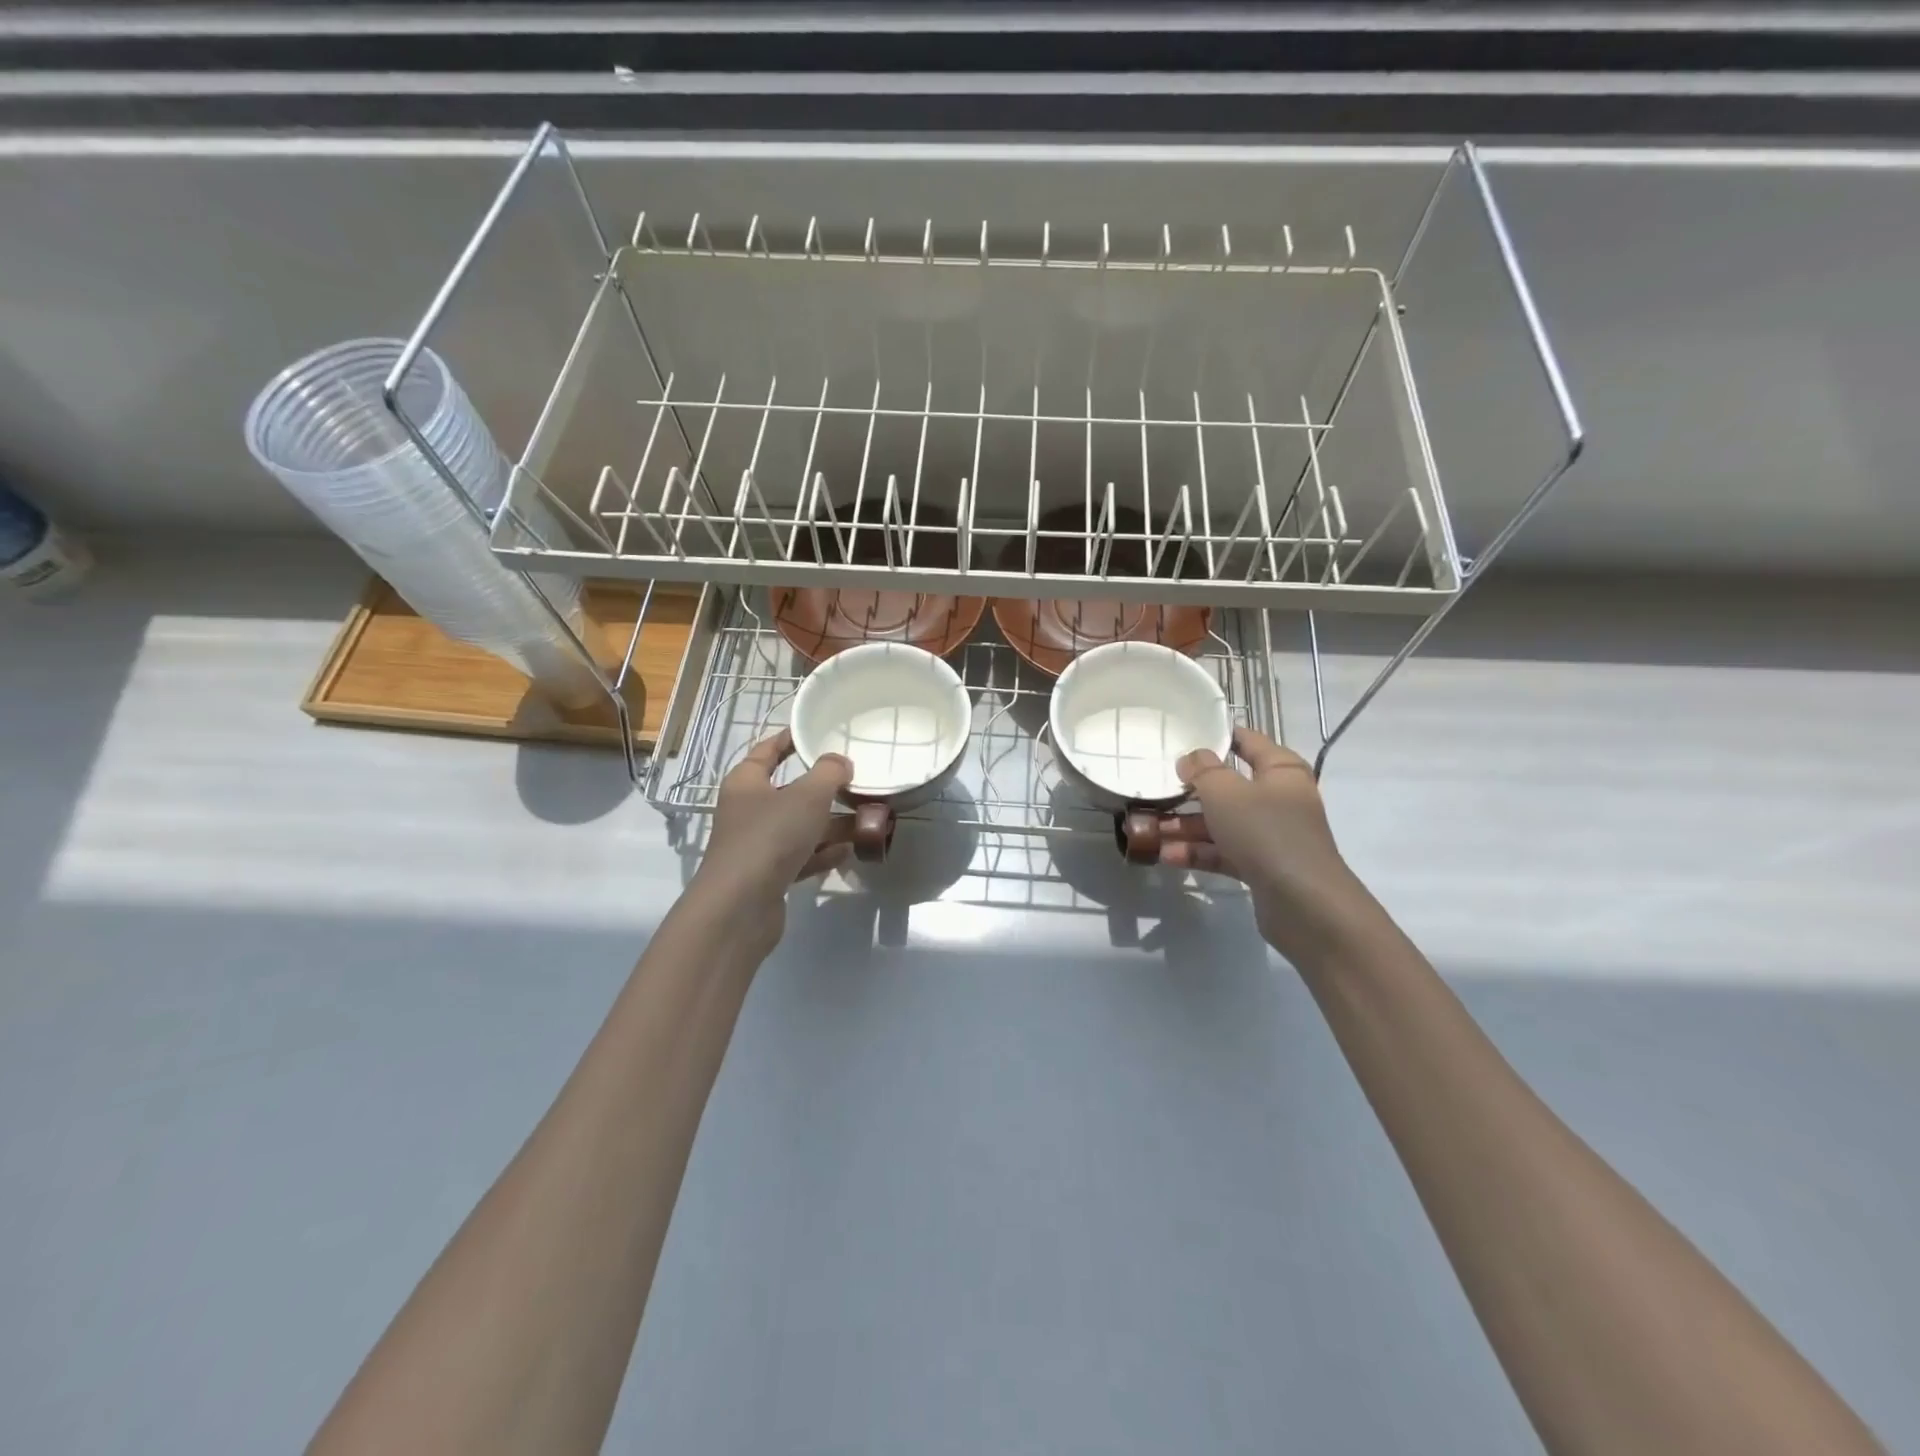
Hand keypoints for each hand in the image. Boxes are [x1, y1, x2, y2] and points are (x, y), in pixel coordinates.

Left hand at [690, 730, 853, 918]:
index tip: (812, 732)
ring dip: (828, 824)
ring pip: (798, 827)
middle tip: (854, 781)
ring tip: (864, 820)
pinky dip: (822, 853)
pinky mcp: (767, 876)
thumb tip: (839, 761)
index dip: (788, 740)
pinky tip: (847, 851)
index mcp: (746, 783)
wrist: (740, 906)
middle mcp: (747, 811)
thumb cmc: (770, 837)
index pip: (767, 751)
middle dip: (822, 789)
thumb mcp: (807, 796)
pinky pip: (800, 857)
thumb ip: (828, 773)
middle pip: (788, 792)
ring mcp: (756, 846)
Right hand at [1158, 726, 1365, 957]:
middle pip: (1229, 786)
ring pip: (1221, 822)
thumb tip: (1191, 758)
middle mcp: (1278, 799)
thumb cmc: (1265, 832)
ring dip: (1186, 826)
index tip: (1183, 735)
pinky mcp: (1261, 866)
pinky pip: (1223, 852)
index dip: (1218, 736)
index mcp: (1280, 771)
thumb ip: (1203, 770)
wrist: (1304, 903)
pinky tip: (1166, 856)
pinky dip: (1197, 852)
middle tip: (1155, 788)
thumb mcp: (1226, 792)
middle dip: (1190, 790)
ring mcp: (1270, 835)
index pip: (1248, 741)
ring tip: (1149, 830)